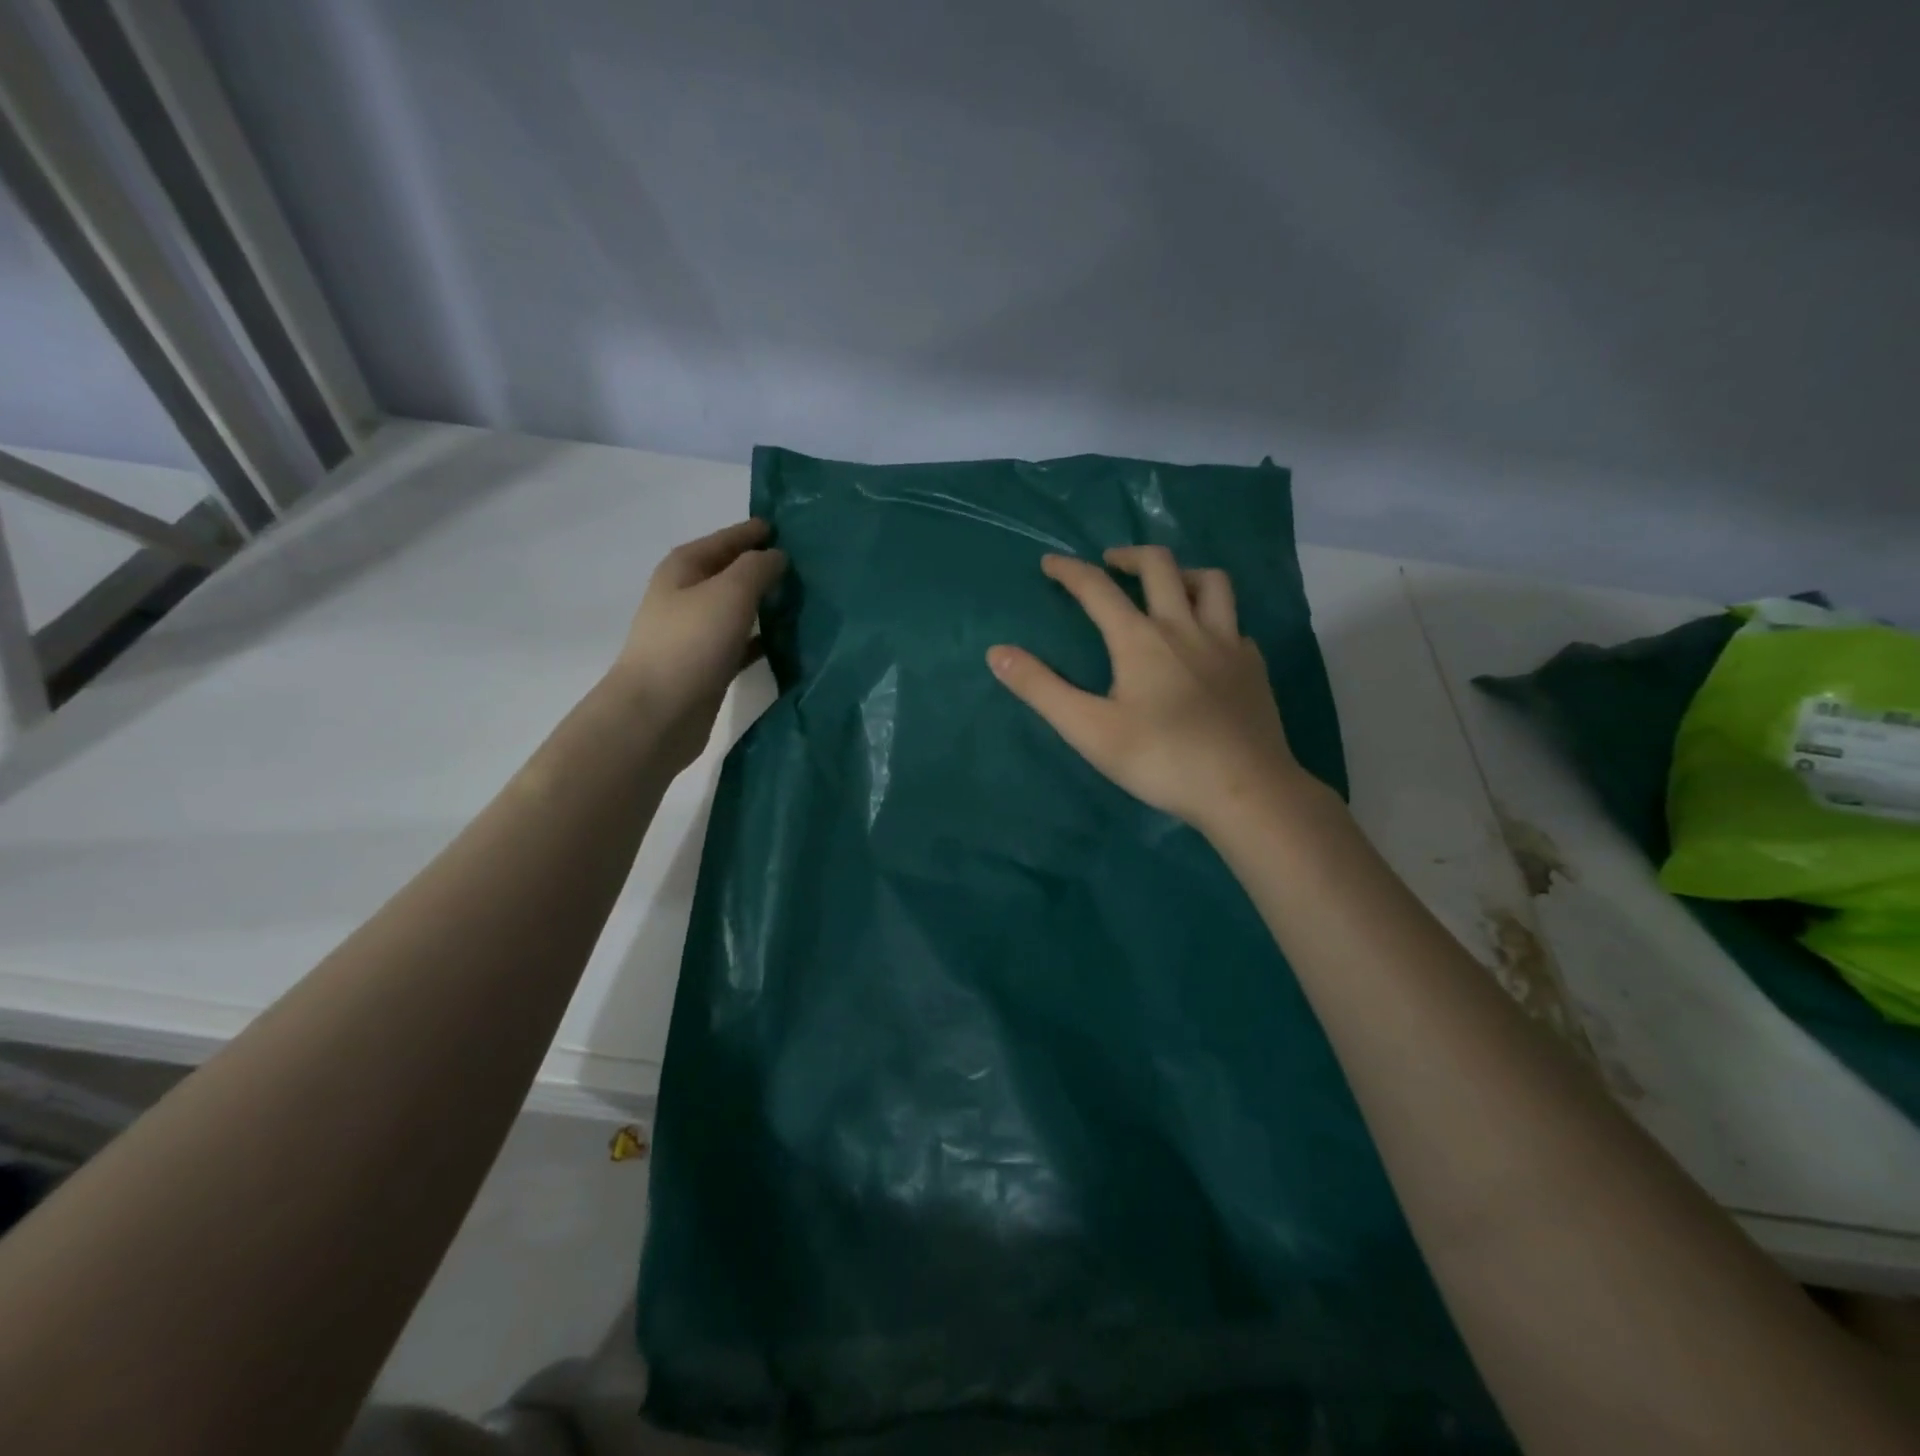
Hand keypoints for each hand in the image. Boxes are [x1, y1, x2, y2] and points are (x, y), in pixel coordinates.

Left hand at [611, 518, 785, 771]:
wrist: (658, 713)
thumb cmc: (691, 644)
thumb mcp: (730, 593)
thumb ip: (757, 569)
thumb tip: (776, 557)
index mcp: (684, 569)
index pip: (725, 540)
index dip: (754, 532)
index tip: (787, 527)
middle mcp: (687, 596)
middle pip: (731, 573)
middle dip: (763, 568)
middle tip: (806, 565)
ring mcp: (696, 633)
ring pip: (738, 609)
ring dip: (766, 604)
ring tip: (804, 600)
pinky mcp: (708, 666)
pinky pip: (742, 643)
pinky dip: (763, 639)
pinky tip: (789, 641)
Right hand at [988, 546, 1314, 834]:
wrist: (1244, 789)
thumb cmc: (1160, 760)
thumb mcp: (1088, 729)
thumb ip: (1041, 688)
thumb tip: (997, 652)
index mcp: (1140, 639)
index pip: (1098, 588)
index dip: (1070, 571)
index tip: (1050, 562)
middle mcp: (1185, 627)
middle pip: (1160, 565)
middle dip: (1129, 555)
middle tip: (1110, 564)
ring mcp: (1227, 643)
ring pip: (1211, 582)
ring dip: (1182, 572)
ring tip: (1166, 585)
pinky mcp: (1253, 665)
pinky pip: (1234, 623)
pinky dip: (1215, 618)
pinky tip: (1208, 641)